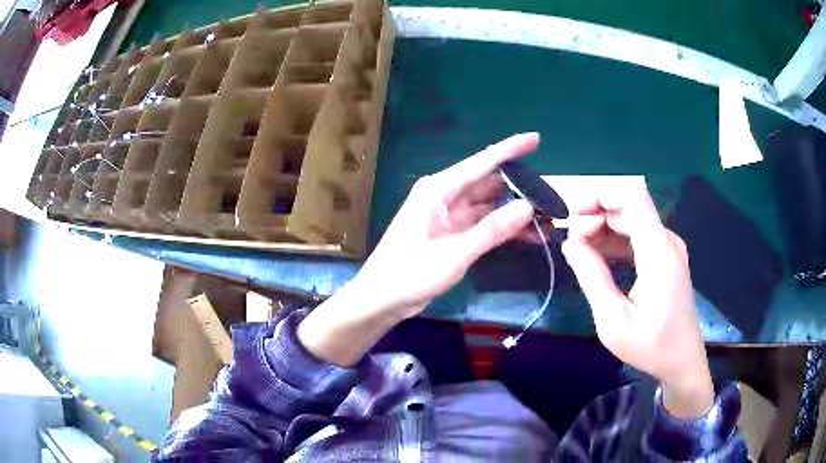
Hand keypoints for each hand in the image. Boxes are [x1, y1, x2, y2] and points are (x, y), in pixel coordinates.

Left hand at [355, 132, 538, 317]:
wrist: (381, 300)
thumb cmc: (409, 274)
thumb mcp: (454, 254)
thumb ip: (492, 230)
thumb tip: (528, 207)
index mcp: (438, 190)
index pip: (481, 163)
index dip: (510, 149)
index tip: (535, 139)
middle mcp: (445, 196)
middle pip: (489, 185)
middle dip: (520, 189)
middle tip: (552, 199)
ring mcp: (449, 216)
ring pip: (489, 207)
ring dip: (515, 213)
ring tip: (548, 221)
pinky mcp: (452, 234)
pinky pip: (484, 225)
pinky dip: (503, 230)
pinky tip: (529, 237)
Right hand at [561, 183, 713, 418]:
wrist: (683, 360)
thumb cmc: (651, 347)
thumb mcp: (614, 322)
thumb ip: (593, 279)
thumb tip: (569, 243)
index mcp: (659, 253)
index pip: (633, 198)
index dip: (602, 195)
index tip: (575, 215)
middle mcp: (667, 241)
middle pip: (629, 207)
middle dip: (597, 216)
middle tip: (573, 244)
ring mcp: (669, 248)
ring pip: (632, 220)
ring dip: (604, 229)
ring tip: (581, 253)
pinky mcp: (667, 257)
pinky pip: (638, 236)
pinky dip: (616, 241)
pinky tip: (600, 259)